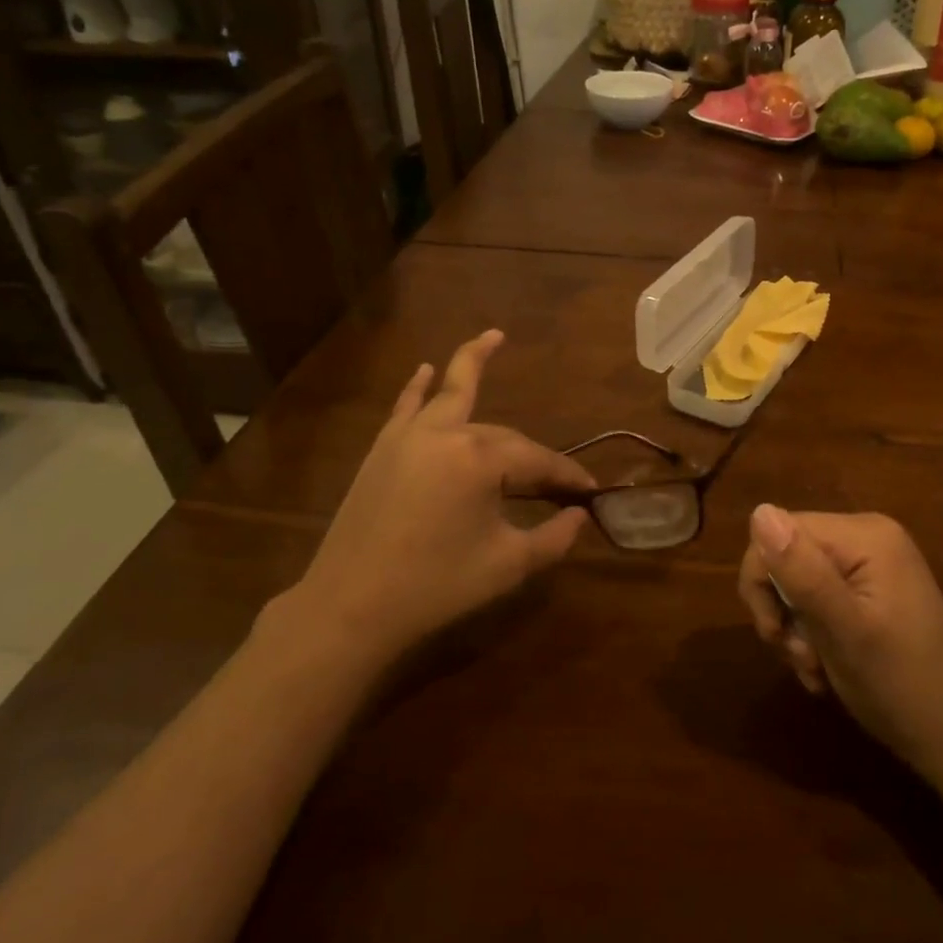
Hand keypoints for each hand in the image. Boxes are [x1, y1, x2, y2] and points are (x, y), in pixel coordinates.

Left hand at [259, 330, 594, 671]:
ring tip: (494, 337)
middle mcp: (446, 434)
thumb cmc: (436, 586)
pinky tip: (426, 368)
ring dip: (472, 363)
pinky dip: (419, 386)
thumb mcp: (507, 565)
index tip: (590, 492)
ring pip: (452, 395)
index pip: (537, 461)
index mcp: (480, 460)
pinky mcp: (383, 450)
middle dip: (533, 456)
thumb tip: (580, 515)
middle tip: (558, 484)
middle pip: (504, 436)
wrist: (351, 605)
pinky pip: (406, 407)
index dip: (567, 476)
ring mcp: (409, 436)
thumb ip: (554, 538)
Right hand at [738, 505, 942, 773]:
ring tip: (815, 669)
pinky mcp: (869, 588)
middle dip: (781, 611)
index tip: (776, 635)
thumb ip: (802, 572)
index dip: (763, 581)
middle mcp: (866, 536)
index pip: (778, 532)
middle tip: (800, 657)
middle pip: (786, 555)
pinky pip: (817, 596)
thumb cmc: (901, 685)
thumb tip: (759, 512)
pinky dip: (811, 634)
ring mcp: (870, 562)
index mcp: (864, 535)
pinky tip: (824, 667)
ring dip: (794, 630)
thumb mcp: (844, 631)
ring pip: (795, 581)